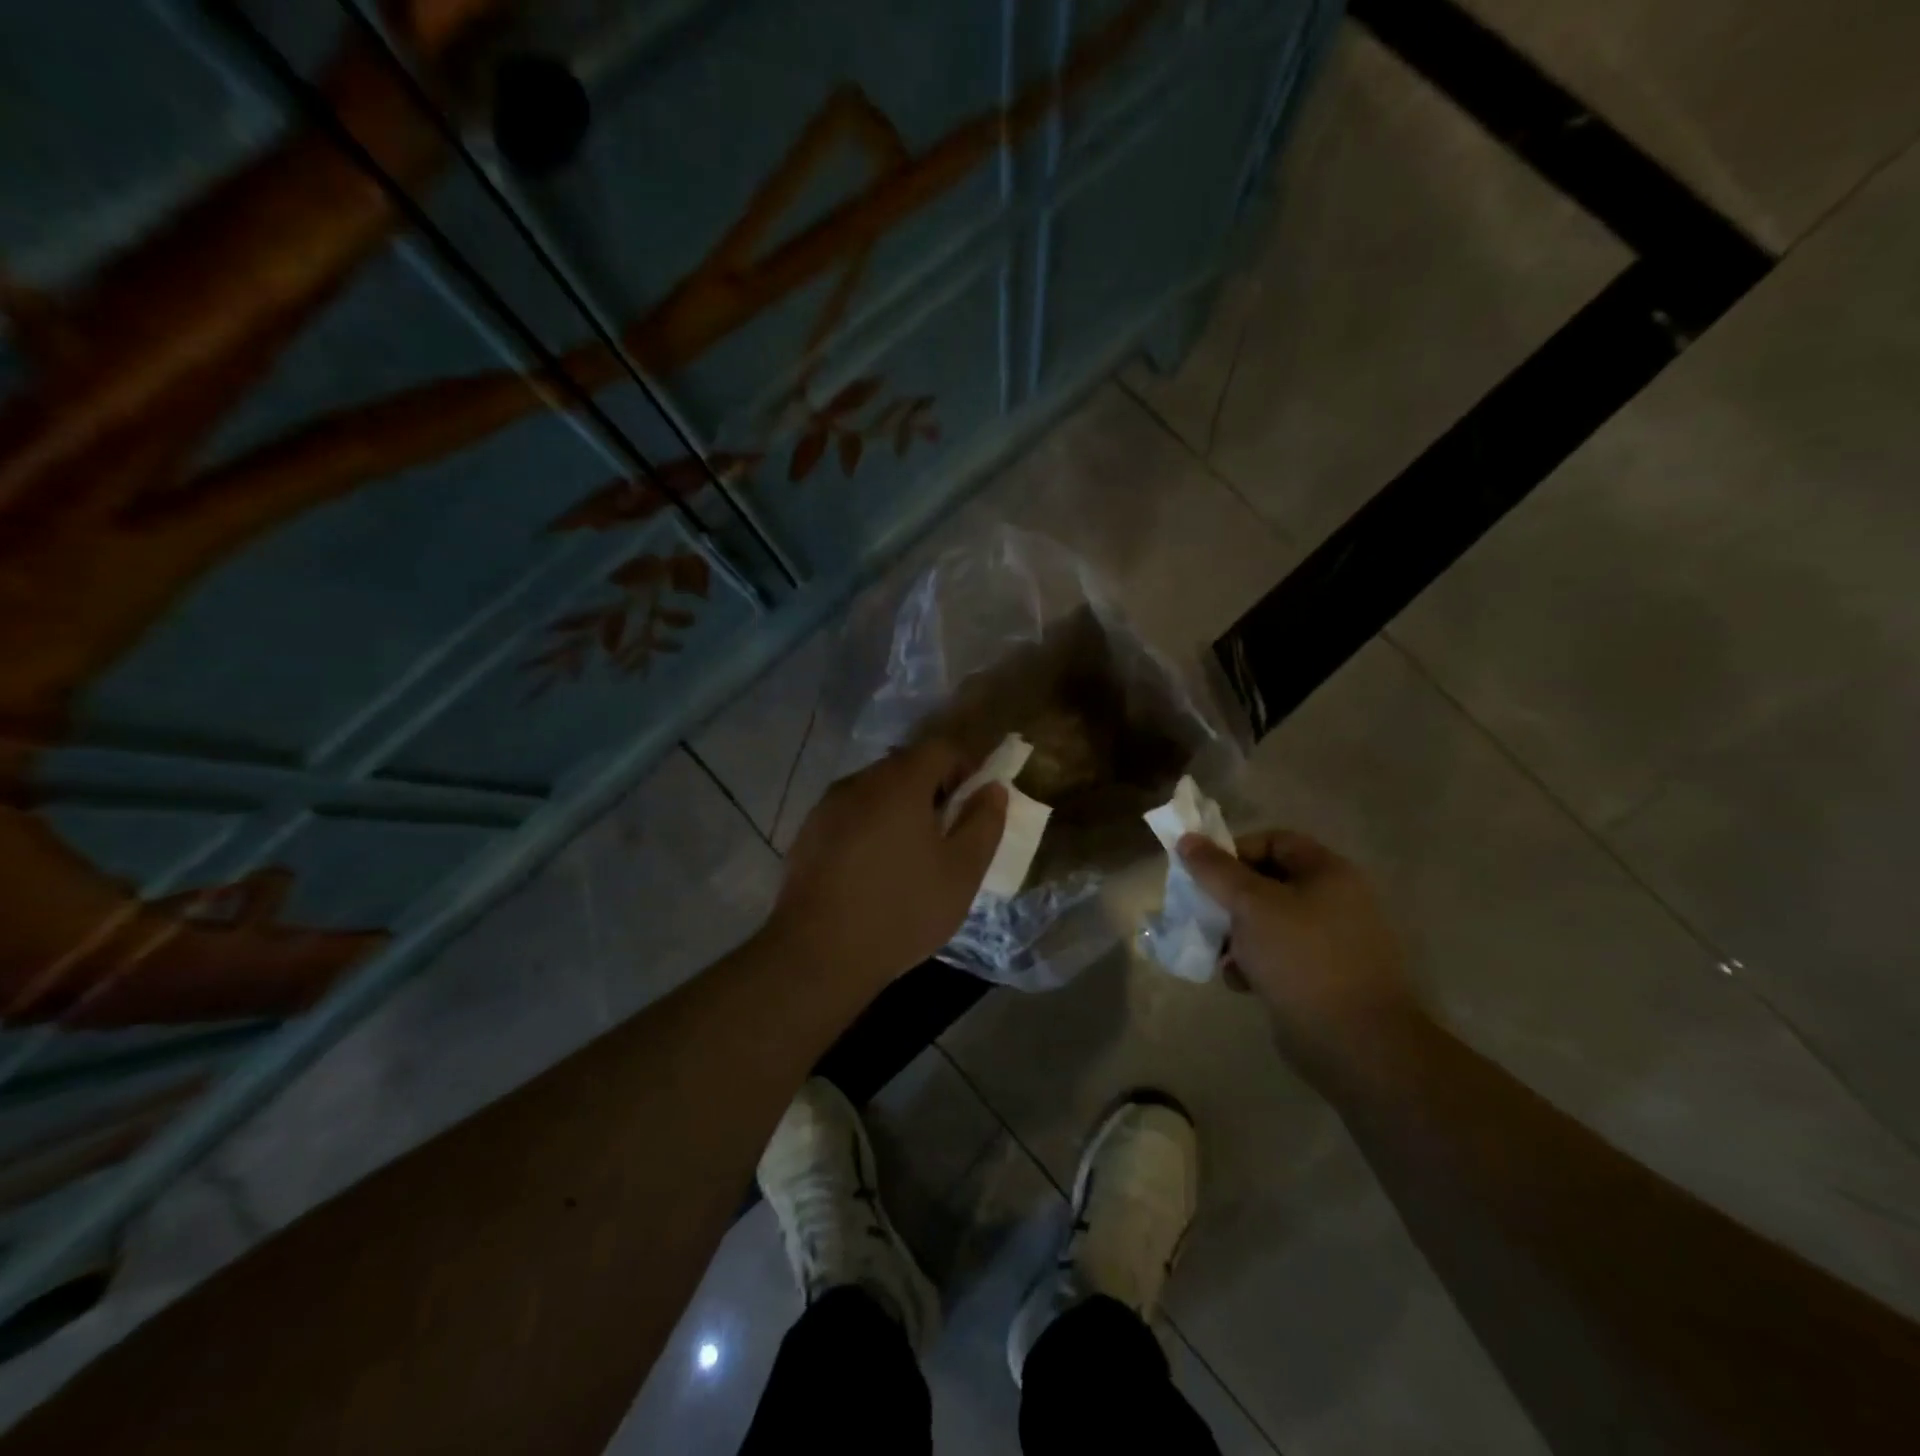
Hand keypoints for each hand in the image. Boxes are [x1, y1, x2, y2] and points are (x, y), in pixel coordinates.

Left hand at [767, 740, 1007, 990]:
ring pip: (875, 791)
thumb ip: (984, 823)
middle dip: (932, 789)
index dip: (965, 767)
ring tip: (910, 855)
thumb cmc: (902, 910)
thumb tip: (993, 790)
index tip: (973, 805)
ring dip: (899, 809)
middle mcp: (859, 782)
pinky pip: (849, 814)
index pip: (940, 748)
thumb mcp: (962, 872)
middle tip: (946, 833)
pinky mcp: (807, 834)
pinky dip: (870, 827)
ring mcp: (826, 807)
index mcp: (899, 783)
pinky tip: (873, 870)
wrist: (818, 954)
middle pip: (904, 766)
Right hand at [1179, 830, 1419, 1069]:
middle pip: (1268, 882)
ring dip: (1237, 935)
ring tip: (1218, 955)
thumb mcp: (1251, 905)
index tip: (1204, 875)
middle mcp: (1335, 900)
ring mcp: (1331, 941)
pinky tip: (1239, 982)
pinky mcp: (1323, 976)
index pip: (1274, 841)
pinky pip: (1279, 955)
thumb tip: (1187, 839)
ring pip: (1268, 922)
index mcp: (1328, 873)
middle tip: (1202, 915)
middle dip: (1229, 899)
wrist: (1354, 1042)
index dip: (1235, 851)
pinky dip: (1254, 963)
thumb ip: (1216, 871)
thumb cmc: (1302, 958)